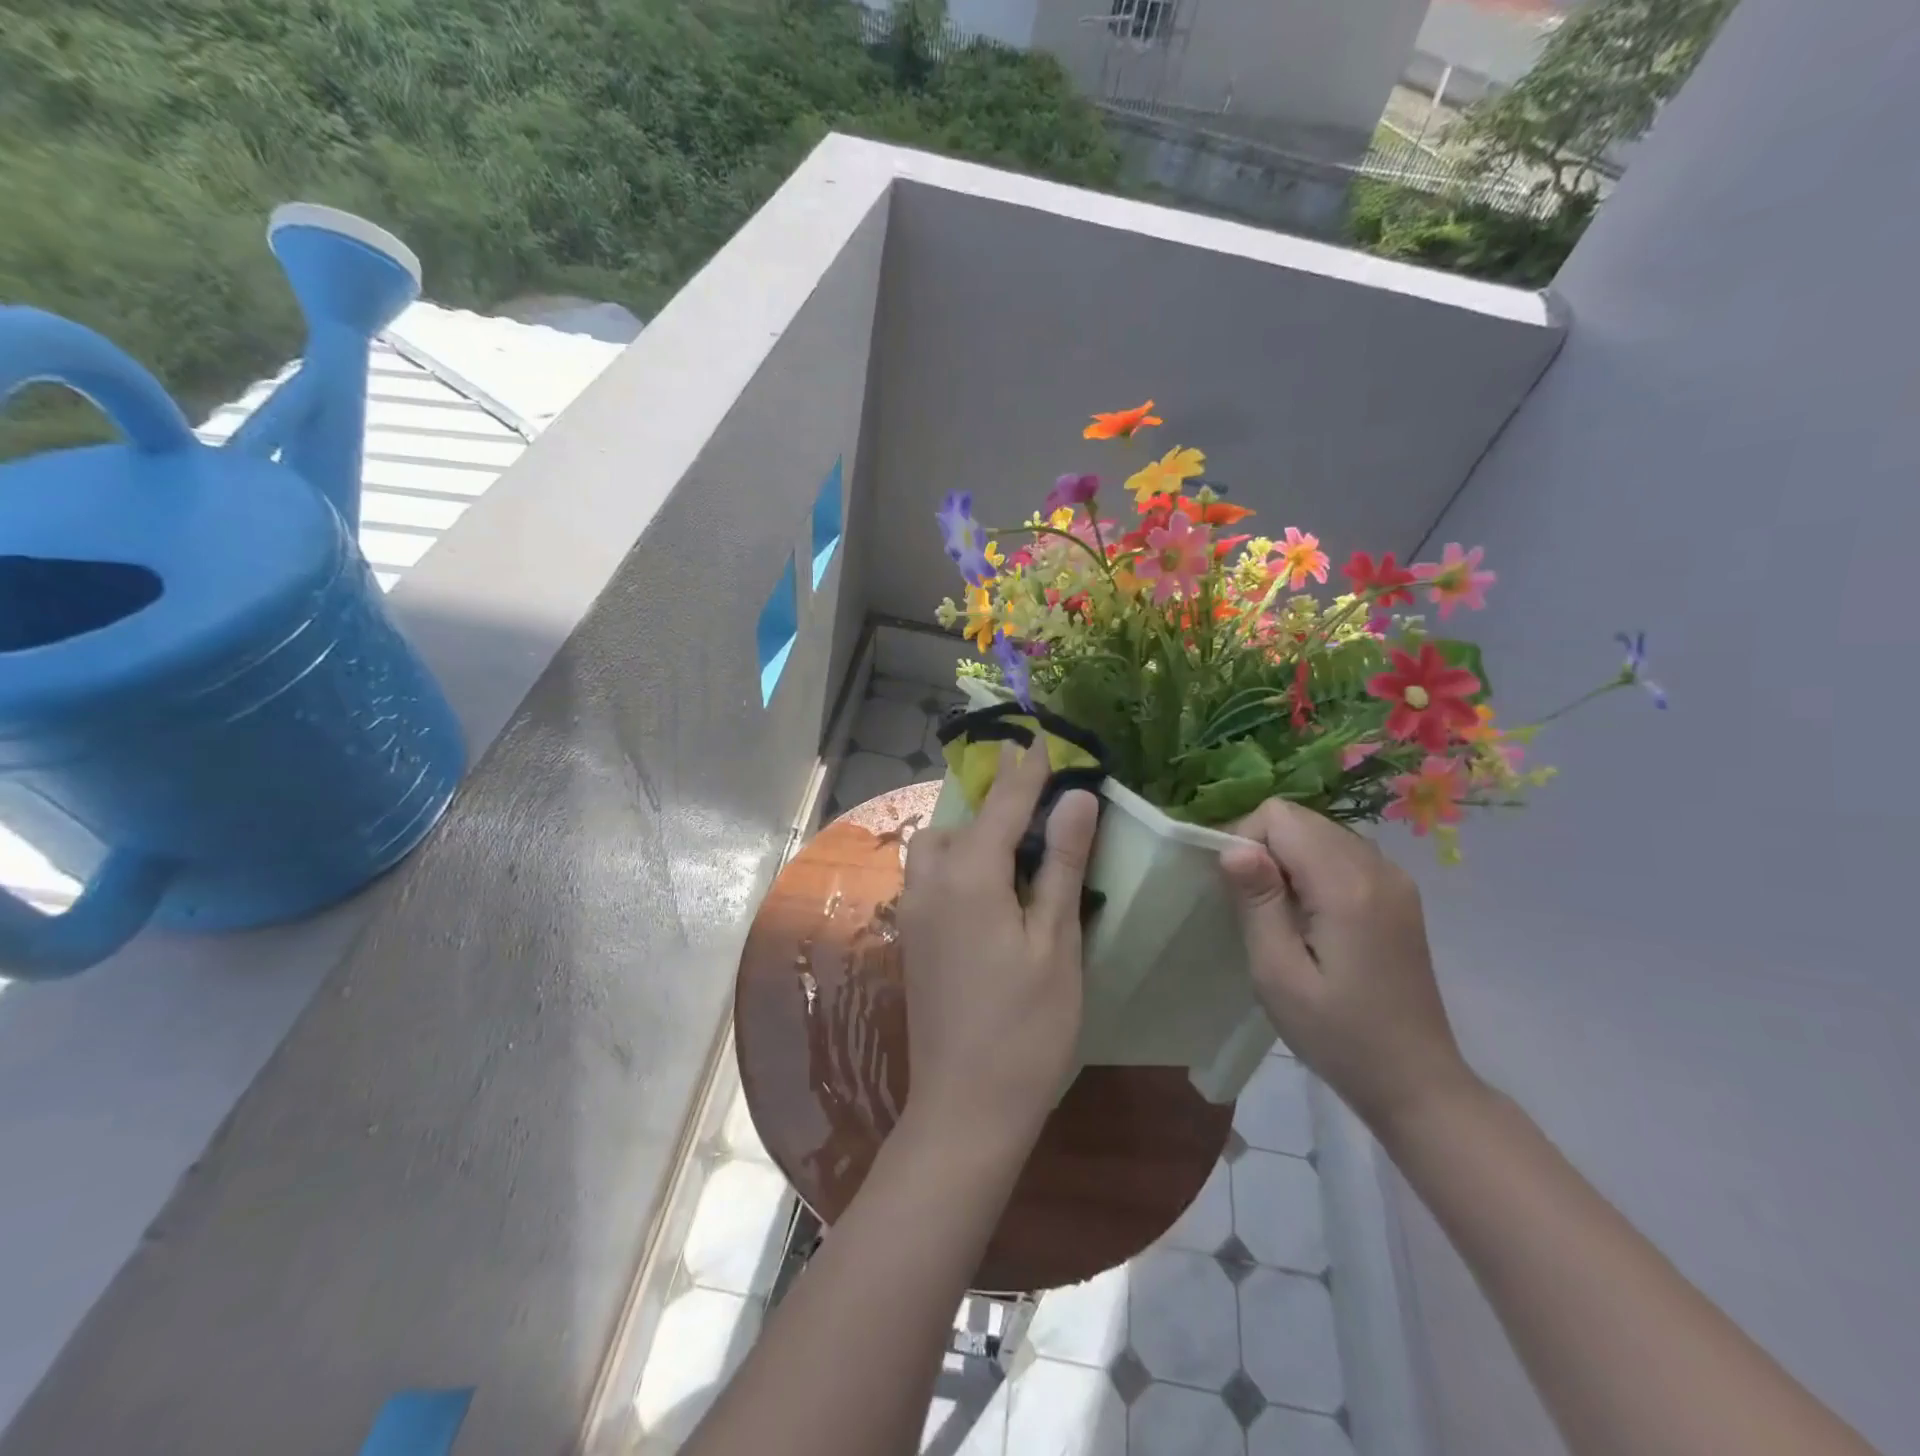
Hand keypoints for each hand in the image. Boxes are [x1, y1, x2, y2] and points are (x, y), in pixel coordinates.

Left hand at [897, 742, 1099, 1151]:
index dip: (1027, 772)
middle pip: (959, 820)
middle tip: (1036, 804)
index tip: (1043, 740)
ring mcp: (913, 912)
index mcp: (969, 877)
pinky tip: (987, 889)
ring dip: (969, 833)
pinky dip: (955, 862)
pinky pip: (928, 876)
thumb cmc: (1027, 1027)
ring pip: (935, 847)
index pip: (1002, 805)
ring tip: (1013, 849)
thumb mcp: (1056, 942)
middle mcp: (931, 883)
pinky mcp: (910, 938)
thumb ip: (1060, 864)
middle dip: (993, 801)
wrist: (966, 1106)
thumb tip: (1076, 798)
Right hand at [1218, 799, 1477, 1133]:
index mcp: (1347, 885)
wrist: (1416, 1081)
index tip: (1240, 893)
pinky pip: (1341, 852)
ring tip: (1283, 916)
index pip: (1279, 816)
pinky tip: (1313, 917)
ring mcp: (1394, 878)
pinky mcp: (1399, 893)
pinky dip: (1313, 869)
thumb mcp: (1278, 974)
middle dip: (1265, 848)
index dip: (1246, 841)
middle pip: (1300, 818)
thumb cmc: (1337, 1035)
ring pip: (1320, 831)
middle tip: (1257, 908)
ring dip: (1288, 859)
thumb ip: (1257, 902)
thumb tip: (1232, 846)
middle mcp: (1377, 867)